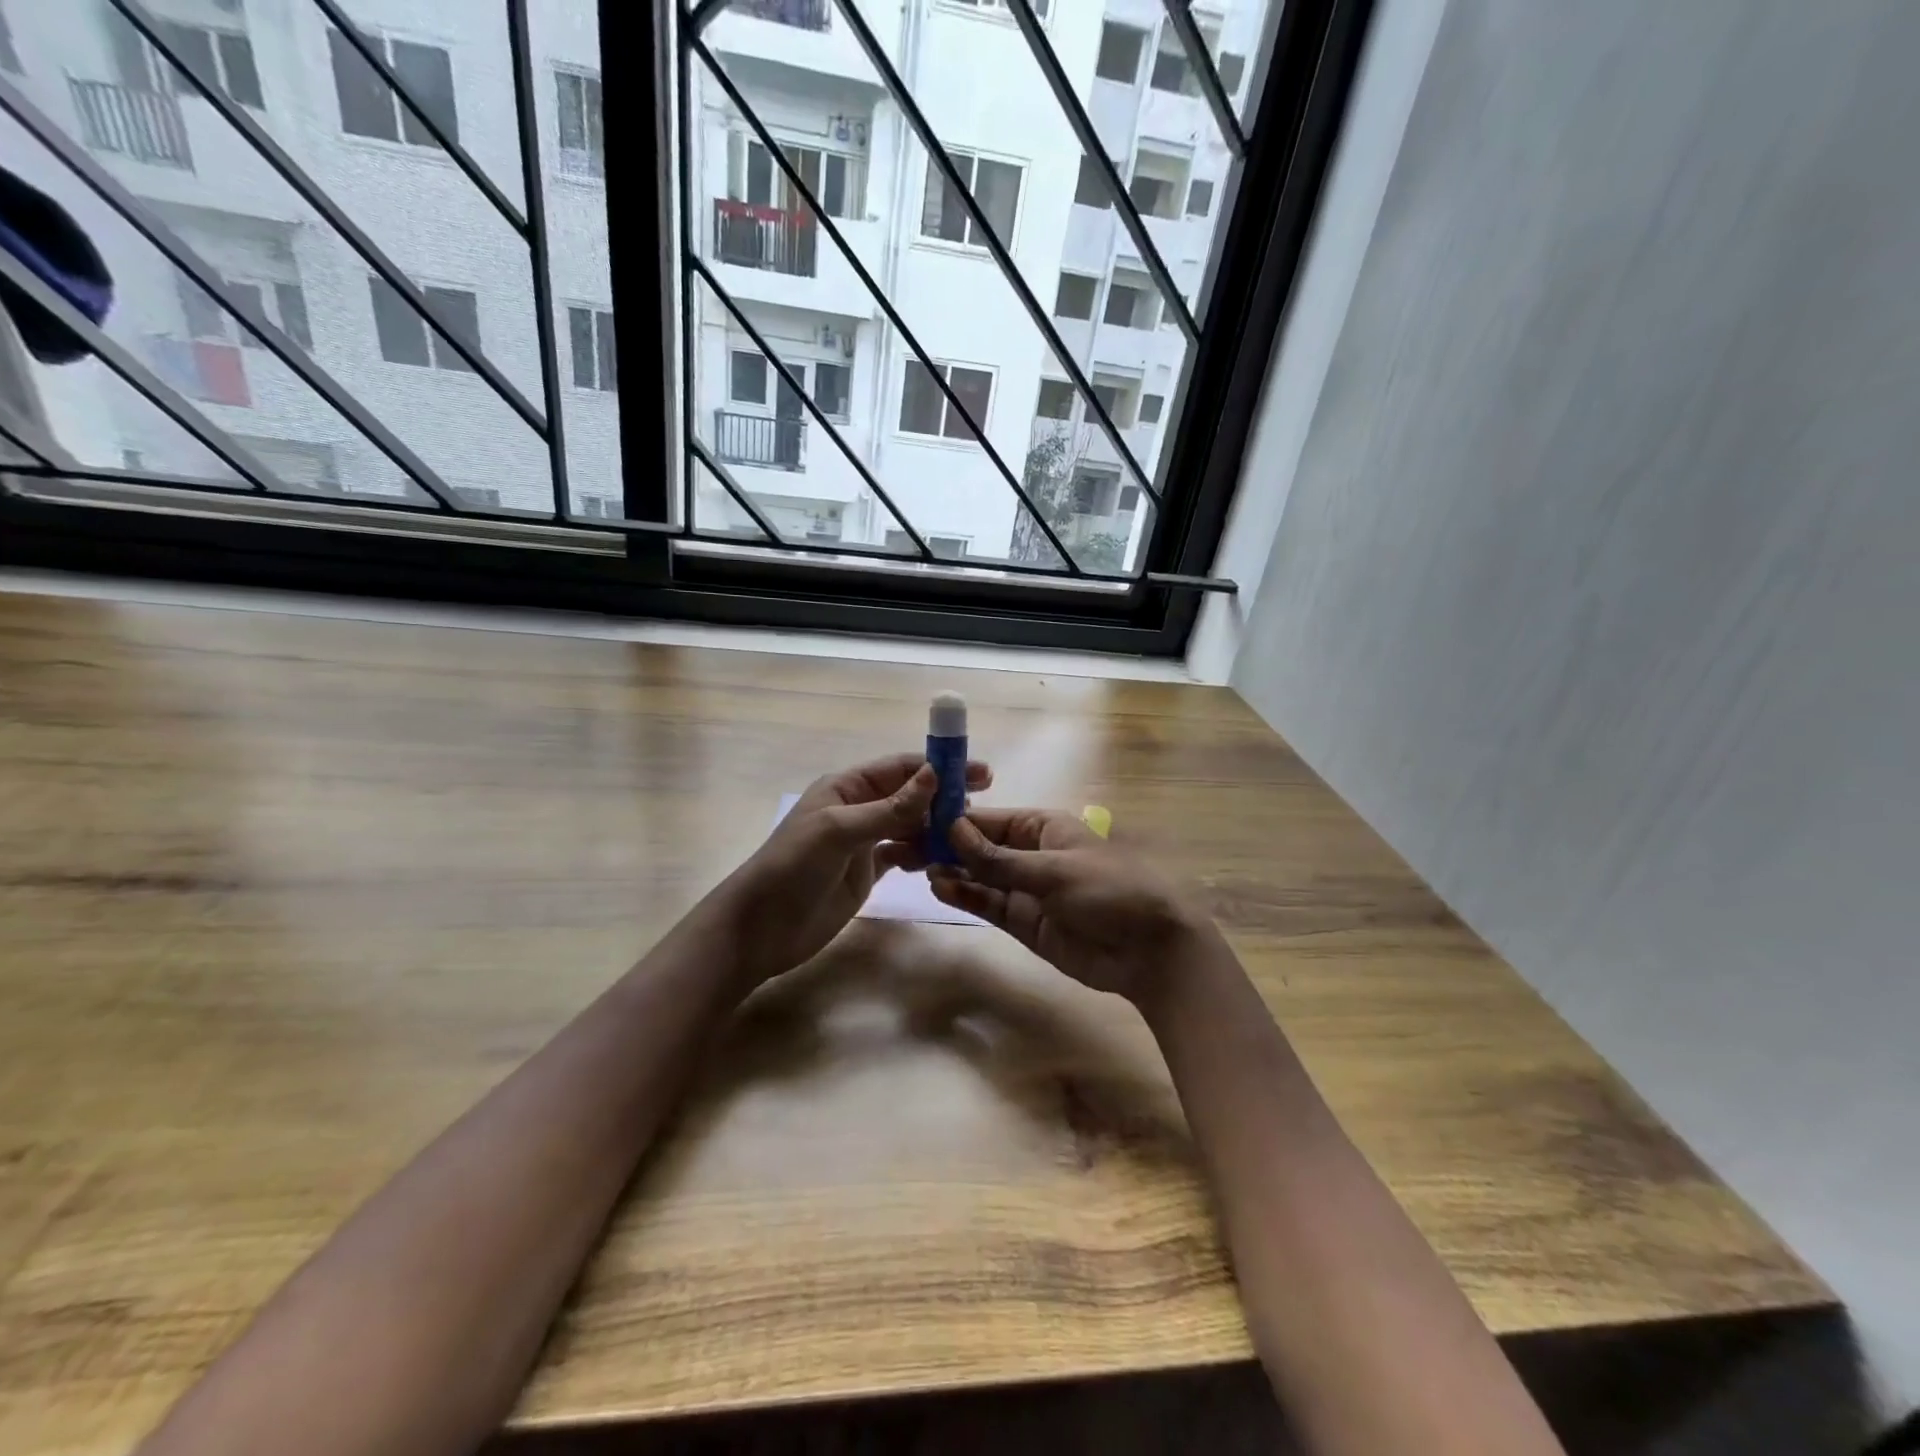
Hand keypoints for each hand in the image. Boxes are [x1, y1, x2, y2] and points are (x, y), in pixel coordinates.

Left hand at [725, 752, 991, 985]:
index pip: (900, 768)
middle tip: (983, 808)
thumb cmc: (792, 868)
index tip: (980, 773)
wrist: (759, 929)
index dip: (939, 767)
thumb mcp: (839, 831)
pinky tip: (941, 861)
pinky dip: (922, 856)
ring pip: (910, 827)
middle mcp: (857, 809)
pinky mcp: (867, 873)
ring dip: (936, 829)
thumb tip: (934, 774)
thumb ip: (889, 807)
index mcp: (846, 788)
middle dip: (944, 799)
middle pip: (910, 796)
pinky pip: (903, 855)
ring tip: (967, 839)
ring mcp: (863, 843)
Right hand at [928, 808, 1212, 1008]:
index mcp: (1044, 827)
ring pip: (980, 875)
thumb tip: (952, 830)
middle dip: (946, 846)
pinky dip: (966, 895)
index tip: (917, 819)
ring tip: (916, 866)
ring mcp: (1026, 889)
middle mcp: (1030, 854)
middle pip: (980, 846)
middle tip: (904, 846)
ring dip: (952, 871)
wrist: (1149, 951)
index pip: (990, 819)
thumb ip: (999, 858)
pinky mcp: (1024, 921)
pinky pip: (989, 903)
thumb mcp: (1053, 870)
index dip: (956, 819)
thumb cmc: (1109, 891)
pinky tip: (940, 888)